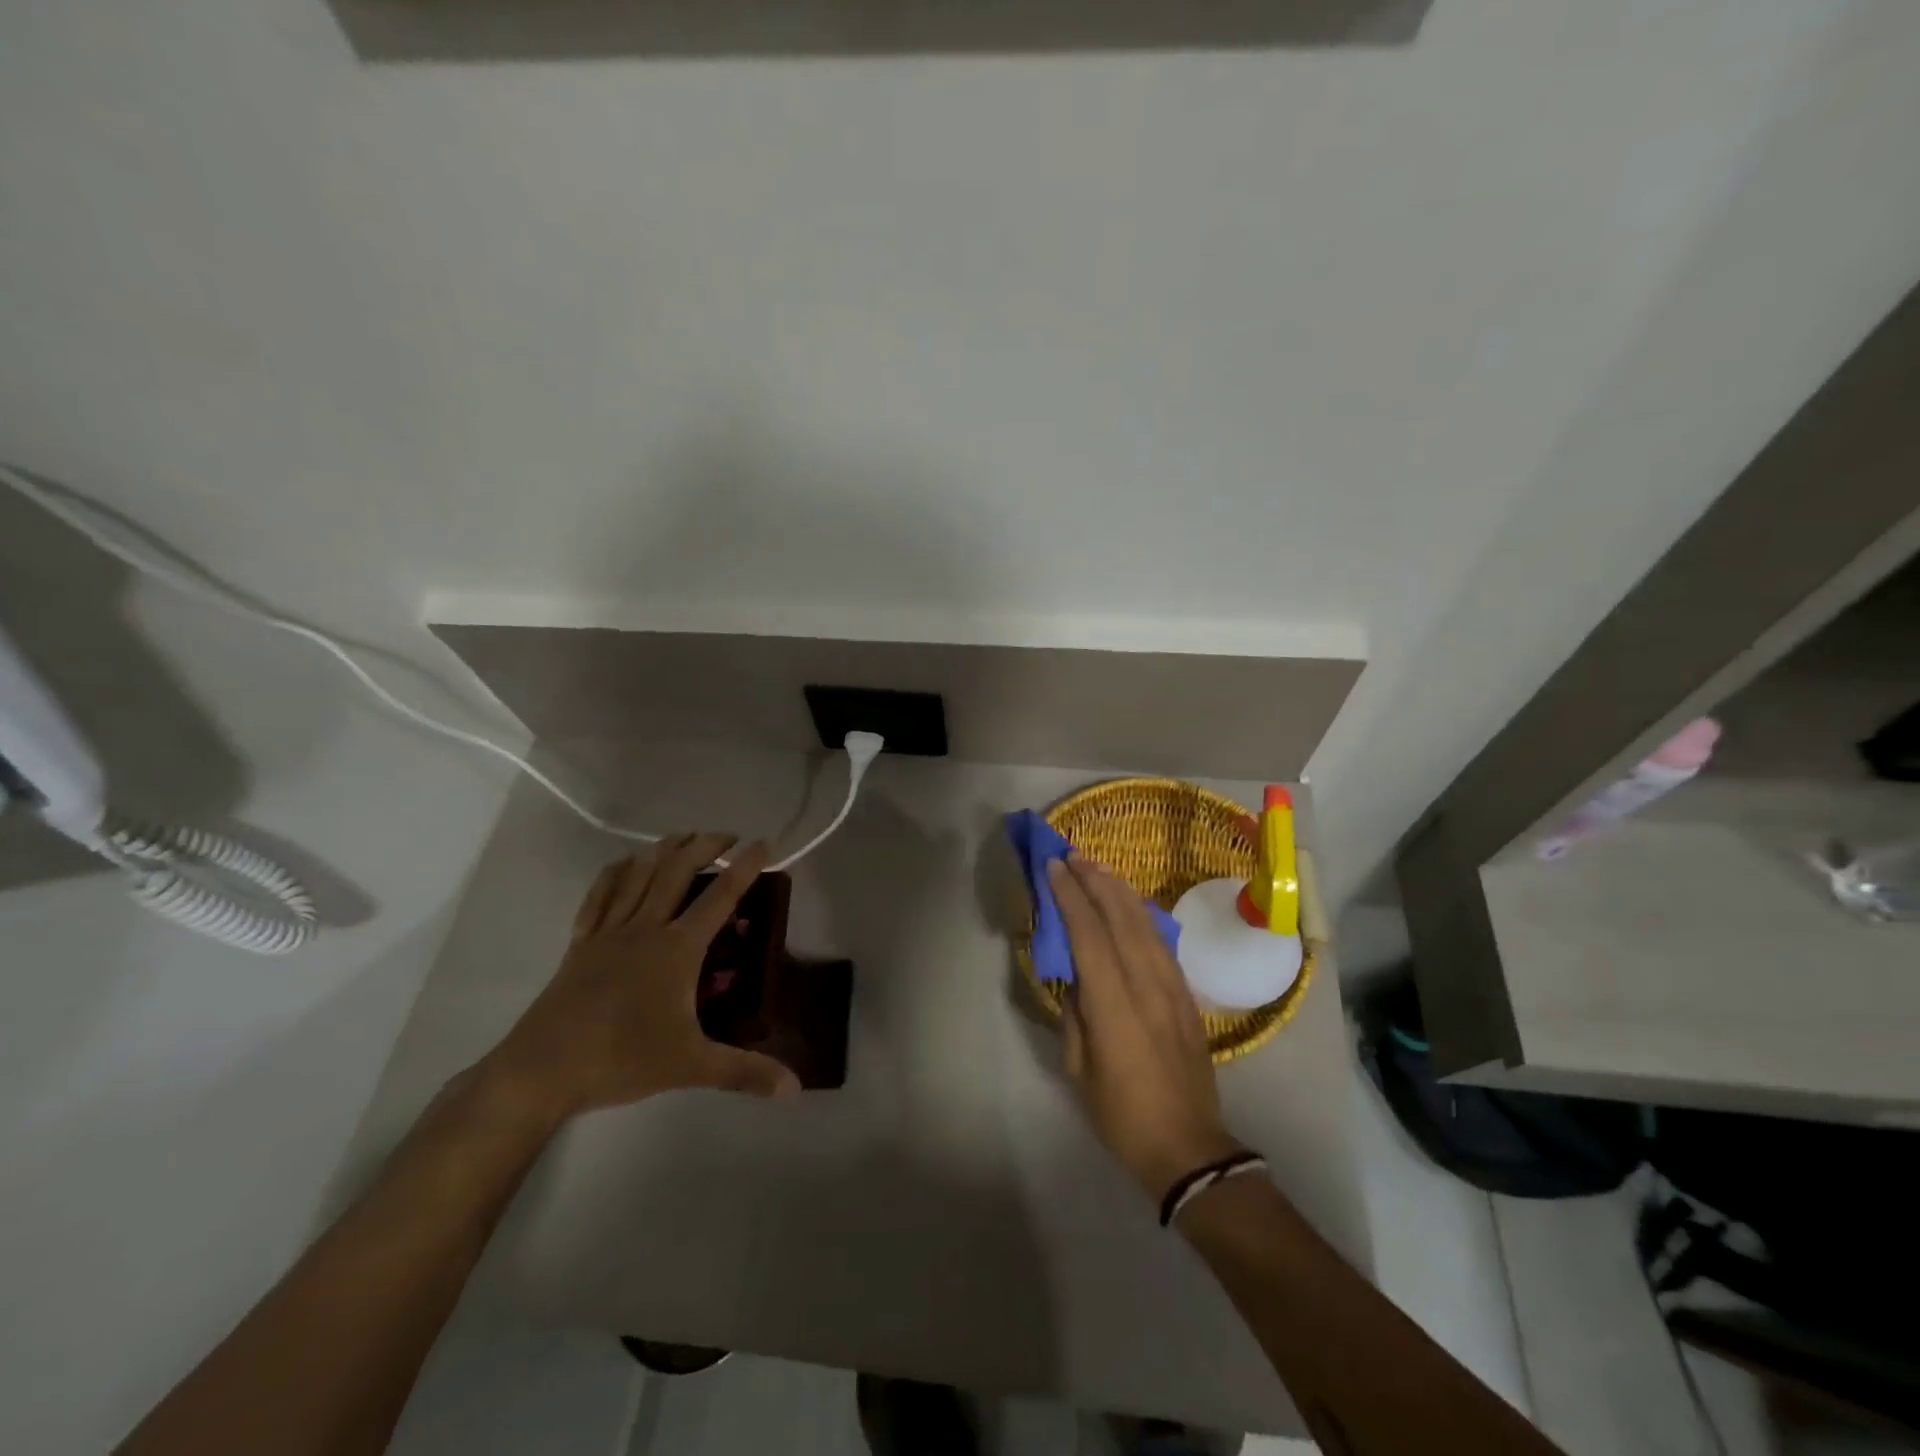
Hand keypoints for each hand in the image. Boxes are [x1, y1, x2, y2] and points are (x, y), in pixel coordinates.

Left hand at [482, 833, 799, 1124]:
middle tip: (726, 836)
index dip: (745, 867)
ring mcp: (609, 932)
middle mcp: (646, 928)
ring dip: (664, 849)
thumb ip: (745, 1073)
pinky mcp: (581, 944)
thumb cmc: (622, 1059)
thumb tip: (794, 1089)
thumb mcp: (692, 1066)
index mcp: (677, 948)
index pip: (720, 897)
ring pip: (639, 874)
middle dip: (705, 846)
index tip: (763, 843)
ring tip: (683, 837)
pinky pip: (600, 895)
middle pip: (677, 871)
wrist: (542, 1070)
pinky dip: (616, 872)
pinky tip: (625, 864)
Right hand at [1049, 855, 1242, 1199]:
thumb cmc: (1122, 1115)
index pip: (1090, 937)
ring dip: (1120, 891)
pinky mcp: (1187, 996)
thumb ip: (1076, 1015)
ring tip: (1098, 868)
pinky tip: (1130, 902)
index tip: (1054, 869)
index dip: (1070, 898)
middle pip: (1121, 919)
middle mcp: (1147, 987)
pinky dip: (1142, 914)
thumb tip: (1073, 975)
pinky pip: (1163, 942)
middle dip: (1095, 882)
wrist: (1189, 1147)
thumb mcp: (1080, 1070)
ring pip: (1146, 925)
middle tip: (1073, 856)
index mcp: (1114, 1008)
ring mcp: (1173, 989)